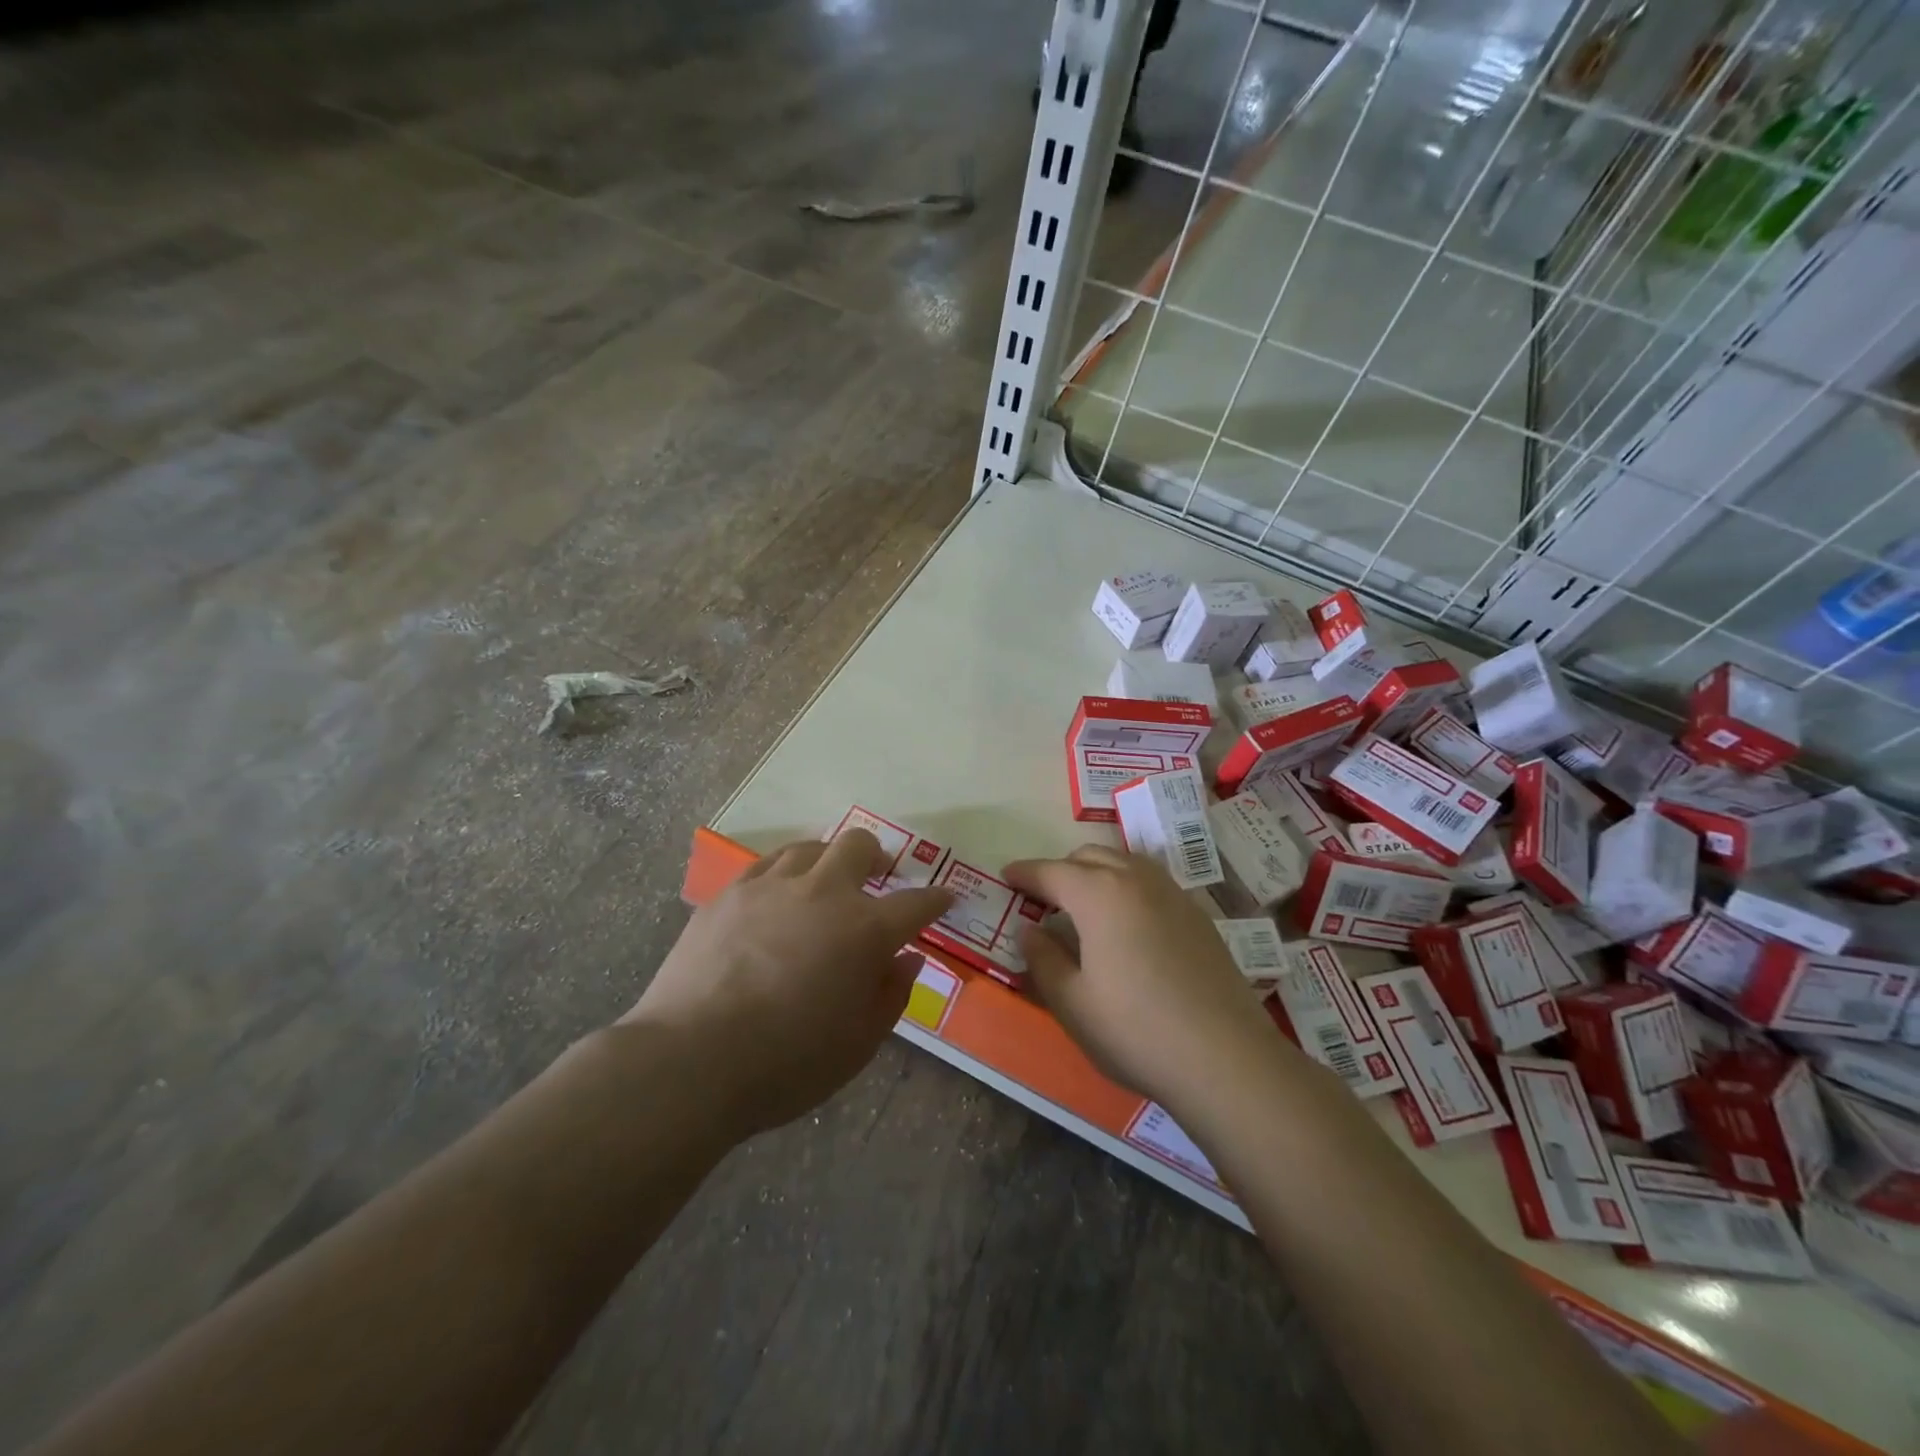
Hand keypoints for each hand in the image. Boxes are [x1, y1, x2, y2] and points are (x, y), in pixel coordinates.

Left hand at [627, 831, 952, 1136]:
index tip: (944, 898)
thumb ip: (891, 995)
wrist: (691, 1060)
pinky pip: (767, 864)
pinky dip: (785, 872)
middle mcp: (824, 893)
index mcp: (865, 930)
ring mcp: (772, 886)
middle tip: (878, 876)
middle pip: (860, 847)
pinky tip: (779, 893)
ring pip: (811, 847)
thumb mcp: (859, 1045)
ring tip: (825, 882)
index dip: (935, 900)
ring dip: (828, 860)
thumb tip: (906, 959)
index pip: (916, 904)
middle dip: (878, 857)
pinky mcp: (730, 893)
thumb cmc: (786, 1063)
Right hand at [1003, 846, 1280, 1110]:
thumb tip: (1030, 930)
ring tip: (1084, 906)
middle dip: (1061, 870)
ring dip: (1097, 872)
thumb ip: (1043, 958)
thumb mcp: (1072, 1002)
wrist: (1226, 1057)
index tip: (1006, 876)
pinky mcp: (1198, 916)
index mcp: (1099, 894)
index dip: (1025, 873)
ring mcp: (1173, 894)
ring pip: (1125, 863)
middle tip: (1043, 900)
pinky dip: (1127, 886)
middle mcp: (1136, 880)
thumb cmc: (1135, 1030)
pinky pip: (1151, 882)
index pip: (1051, 871)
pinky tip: (1128, 923)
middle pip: (1090, 856)